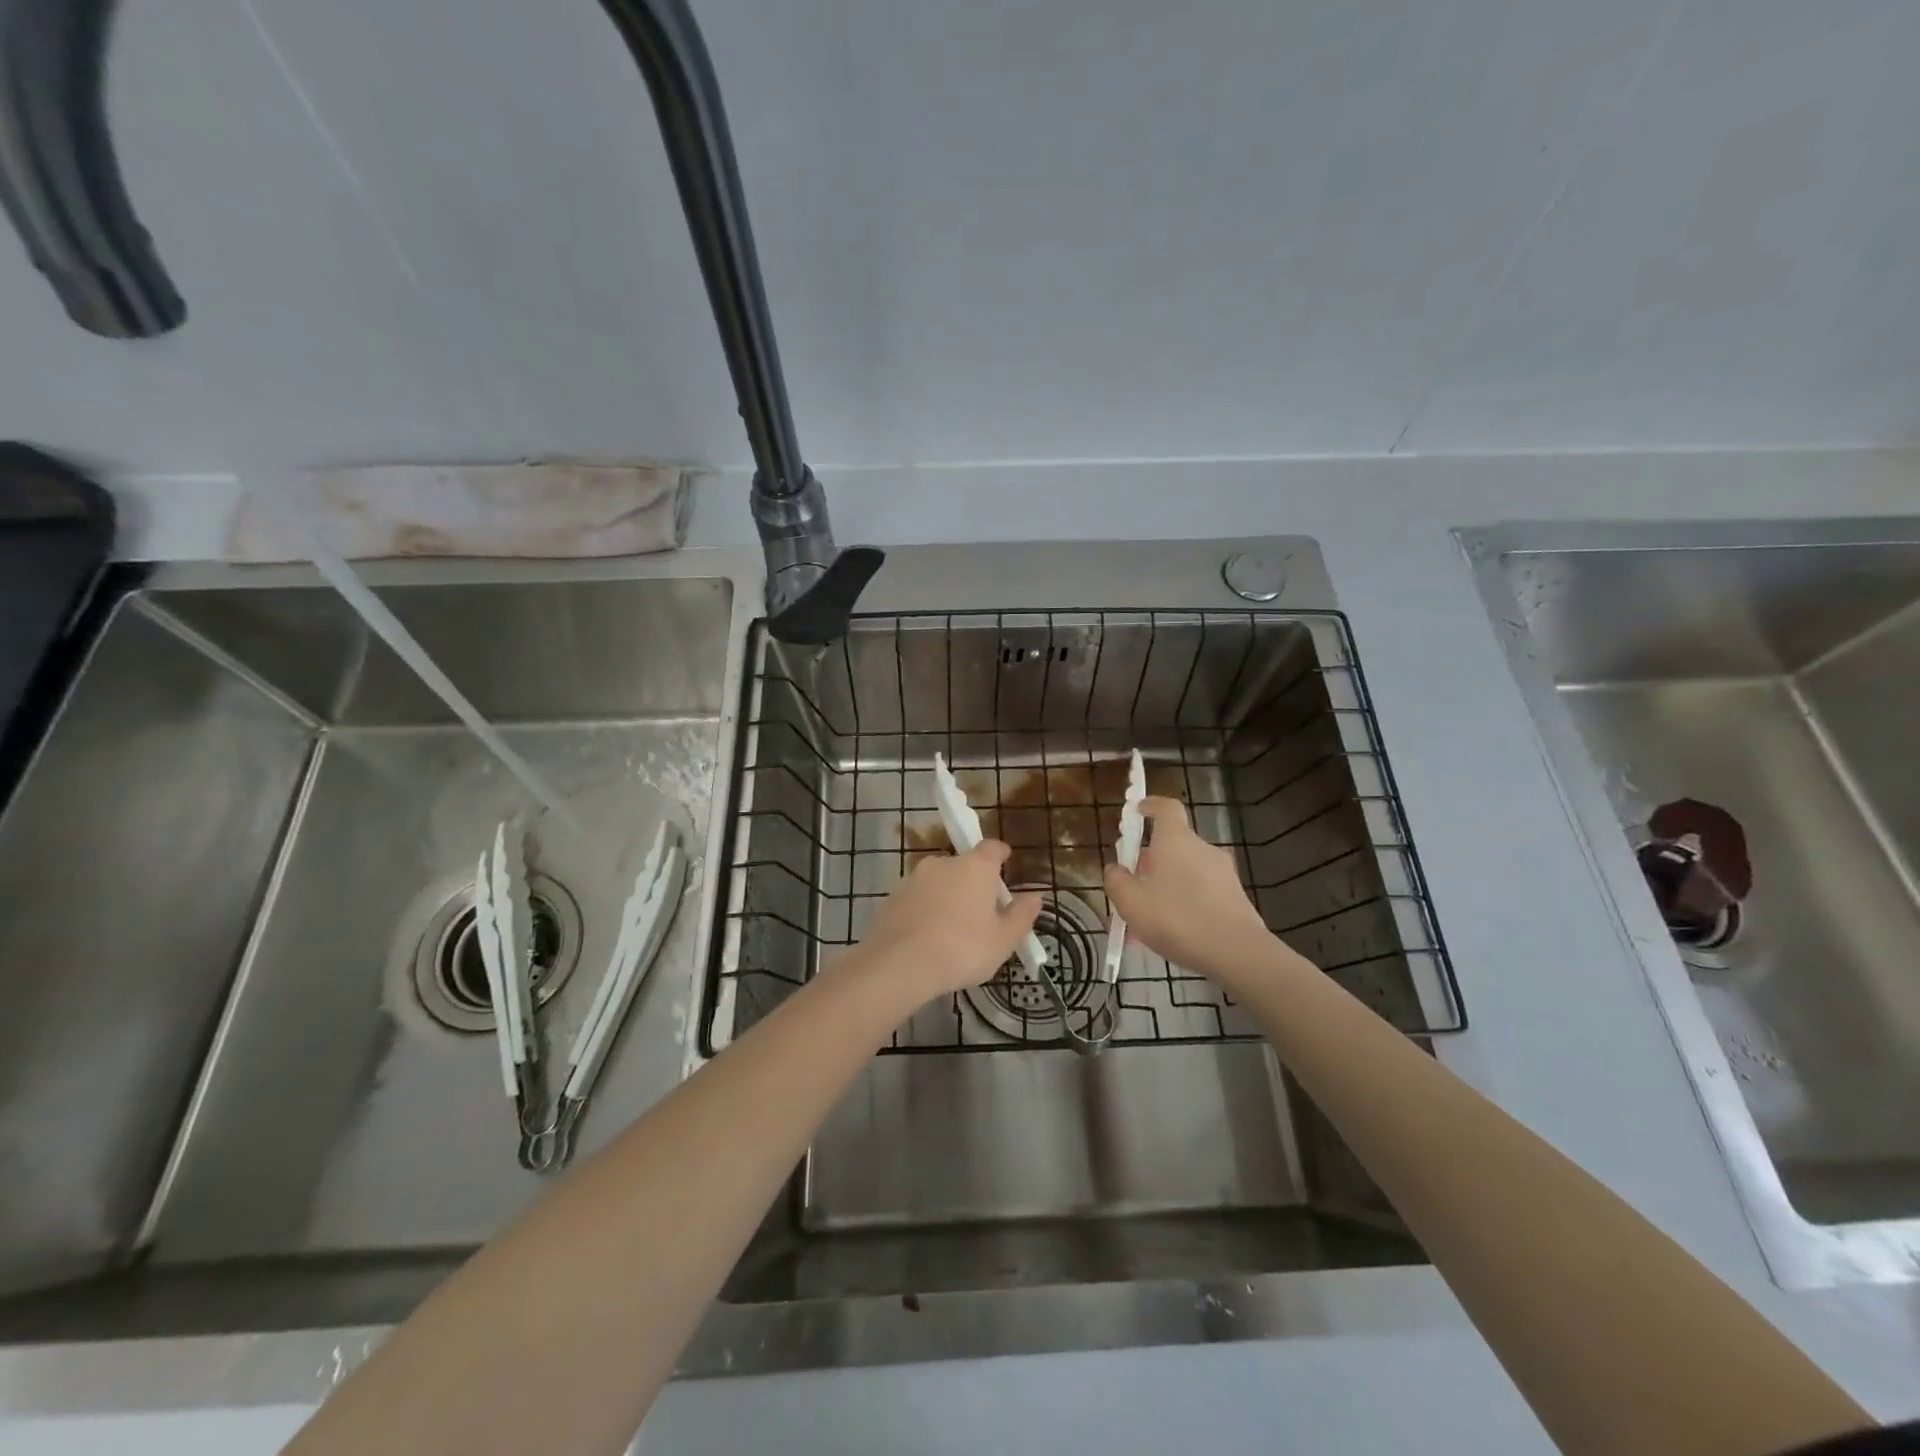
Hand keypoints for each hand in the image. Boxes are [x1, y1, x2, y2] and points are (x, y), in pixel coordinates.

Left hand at [848, 841, 1042, 1005]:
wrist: (900, 964)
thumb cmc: (962, 949)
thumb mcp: (1003, 940)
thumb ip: (1021, 916)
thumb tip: (1035, 897)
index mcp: (975, 867)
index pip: (992, 847)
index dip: (1001, 854)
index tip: (1005, 862)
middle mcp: (943, 863)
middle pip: (964, 866)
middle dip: (973, 883)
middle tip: (980, 912)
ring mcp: (913, 878)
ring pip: (938, 882)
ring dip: (946, 897)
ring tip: (951, 931)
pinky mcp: (892, 897)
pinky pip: (917, 899)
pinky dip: (925, 911)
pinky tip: (927, 938)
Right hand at [1103, 797, 1277, 982]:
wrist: (1237, 953)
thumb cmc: (1177, 918)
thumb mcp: (1131, 902)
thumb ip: (1116, 881)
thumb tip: (1115, 868)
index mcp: (1176, 840)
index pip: (1166, 807)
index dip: (1151, 805)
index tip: (1137, 811)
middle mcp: (1202, 848)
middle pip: (1173, 845)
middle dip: (1151, 862)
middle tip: (1132, 886)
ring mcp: (1223, 873)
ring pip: (1186, 873)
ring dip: (1166, 888)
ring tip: (1148, 920)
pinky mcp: (1236, 897)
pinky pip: (1202, 893)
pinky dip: (1185, 904)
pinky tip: (1173, 934)